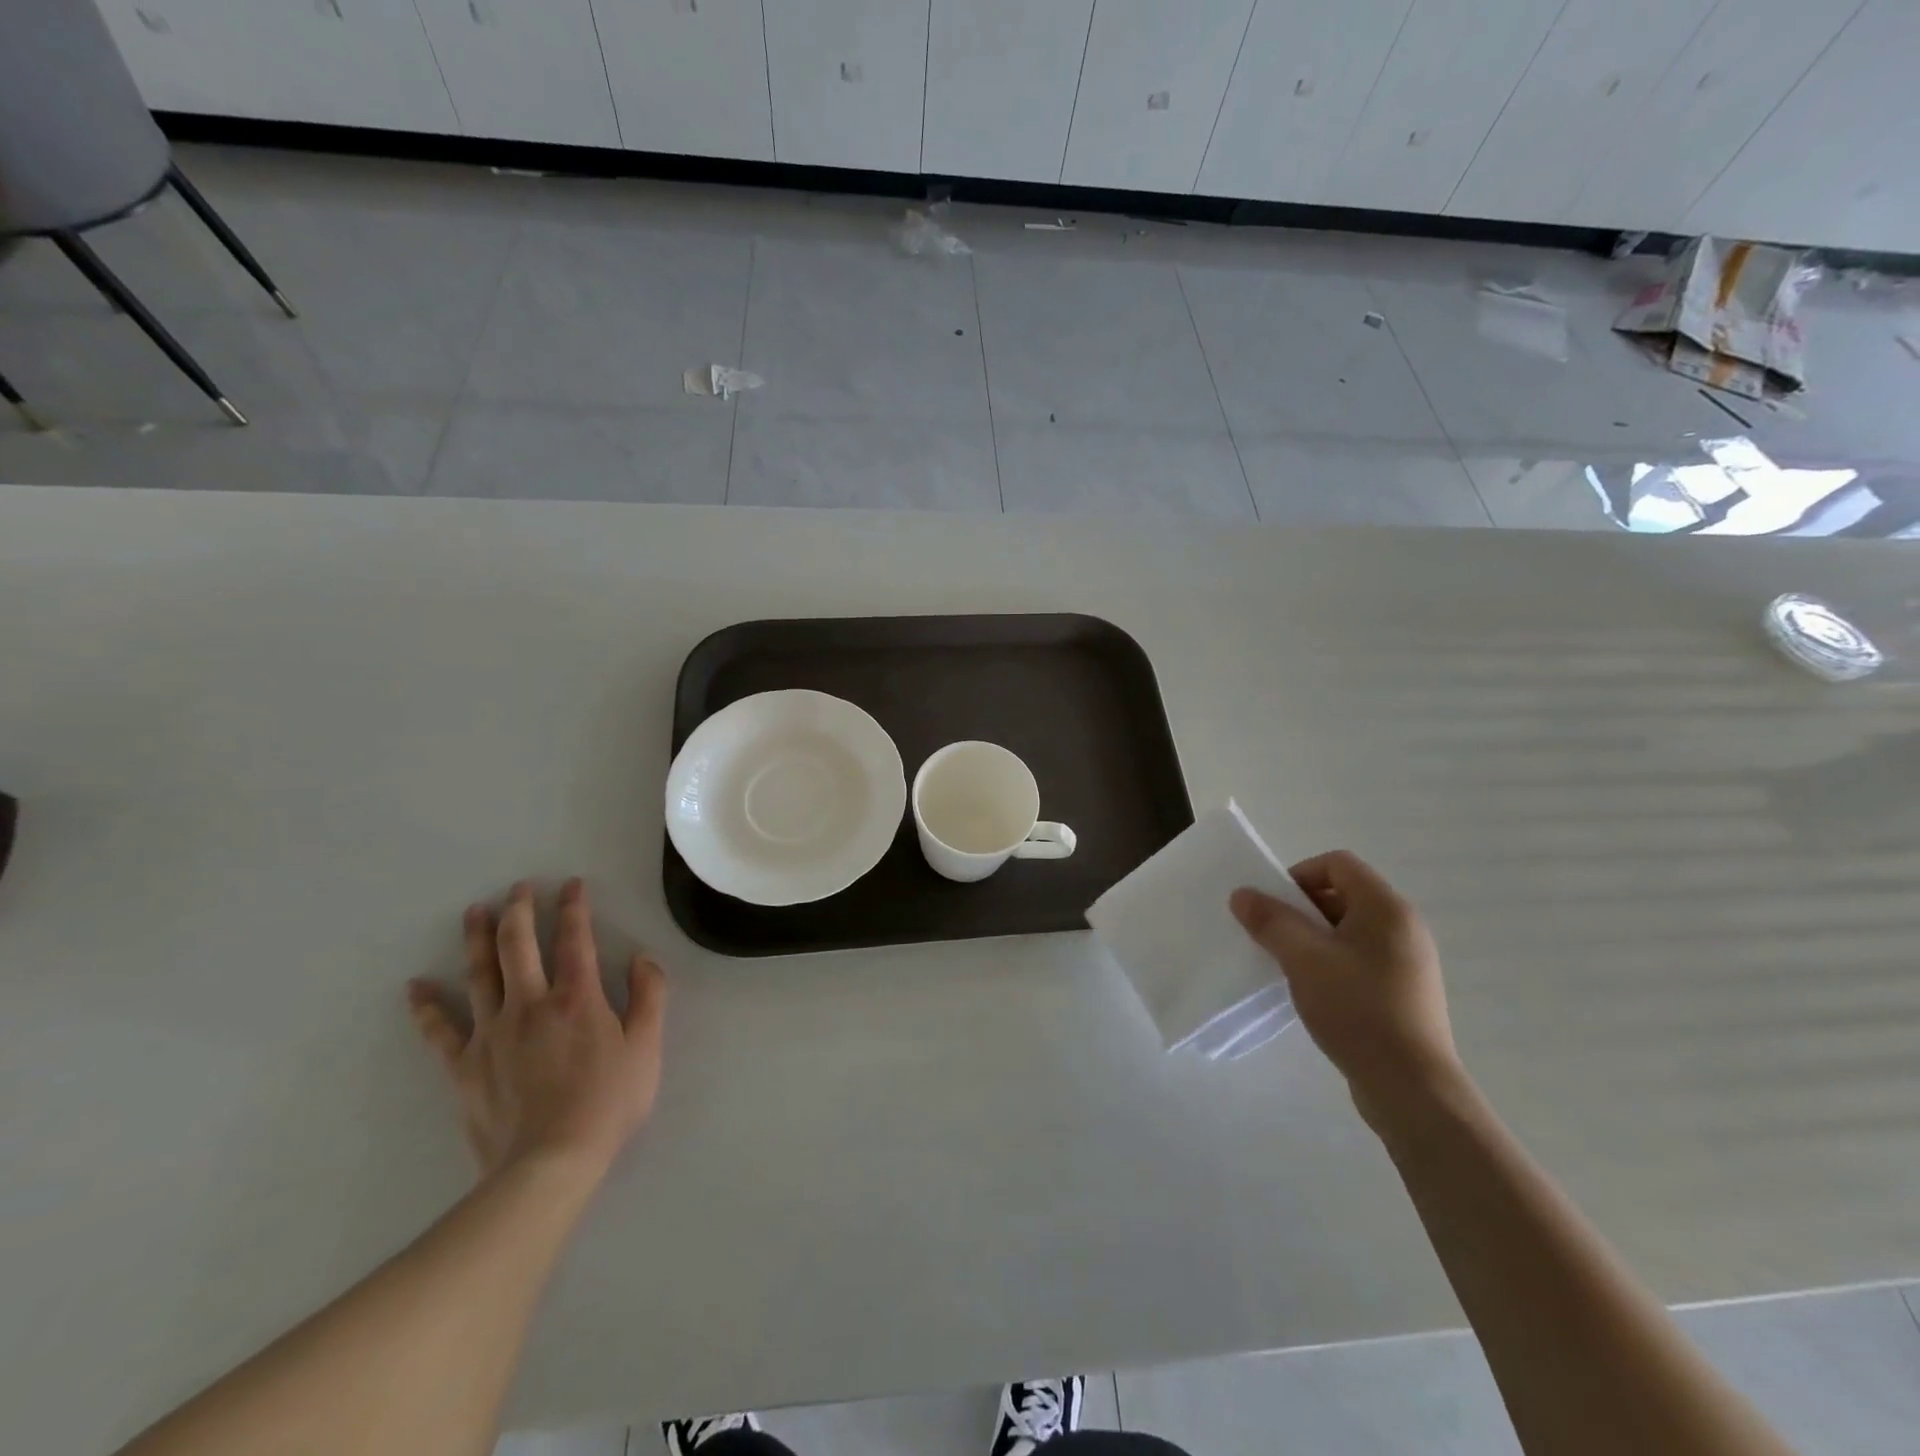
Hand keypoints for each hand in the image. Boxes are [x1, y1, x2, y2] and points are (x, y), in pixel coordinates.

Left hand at [407, 879, 665, 1179]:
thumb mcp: (646, 1047)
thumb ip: (649, 996)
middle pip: (518, 945)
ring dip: (476, 939)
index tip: (571, 884)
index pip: (576, 938)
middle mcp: (531, 1003)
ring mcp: (492, 1032)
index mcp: (578, 997)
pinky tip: (416, 986)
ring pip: (479, 974)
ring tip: (473, 912)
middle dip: (519, 910)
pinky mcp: (464, 1065)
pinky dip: (427, 1006)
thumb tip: (642, 957)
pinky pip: (440, 1030)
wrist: (549, 1163)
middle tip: (518, 888)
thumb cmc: (607, 1103)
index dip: (574, 907)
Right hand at [1230, 852, 1460, 1128]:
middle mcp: (1403, 927)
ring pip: (1348, 930)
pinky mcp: (1404, 992)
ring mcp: (1408, 961)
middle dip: (1301, 910)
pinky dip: (1331, 963)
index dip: (1299, 875)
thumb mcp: (1303, 958)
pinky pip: (1360, 959)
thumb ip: (1270, 920)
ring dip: (1313, 939)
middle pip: (1343, 894)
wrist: (1411, 1087)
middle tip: (1274, 937)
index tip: (1273, 907)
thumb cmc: (1357, 1009)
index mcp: (1386, 908)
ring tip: (1290, 967)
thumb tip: (1242, 895)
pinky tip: (1314, 992)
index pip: (1338, 863)